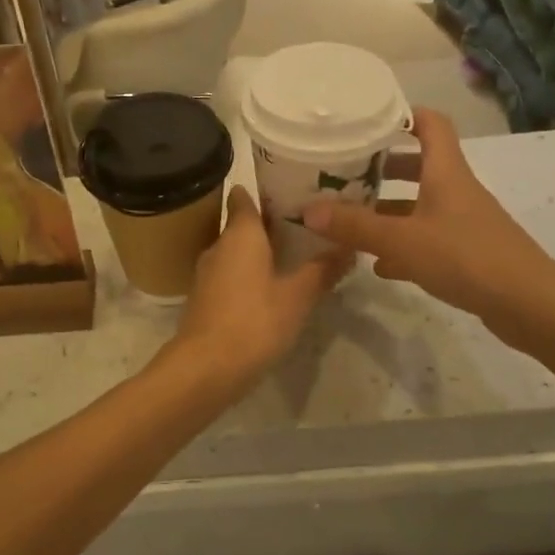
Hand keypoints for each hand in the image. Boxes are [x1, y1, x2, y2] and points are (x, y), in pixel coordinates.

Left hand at [170, 186, 349, 390]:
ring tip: (294, 254)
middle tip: (305, 223)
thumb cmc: (254, 321)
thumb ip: (322, 269)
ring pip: (236, 251)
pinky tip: (271, 287)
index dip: (264, 189)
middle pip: (242, 224)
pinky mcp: (205, 298)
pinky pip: (230, 274)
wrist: (206, 367)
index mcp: (240, 234)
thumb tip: (349, 245)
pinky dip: (249, 274)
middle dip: (269, 223)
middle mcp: (219, 245)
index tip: (289, 187)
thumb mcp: (298, 296)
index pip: (244, 197)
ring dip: (260, 251)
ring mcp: (207, 273)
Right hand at [301, 108, 554, 350]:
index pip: (431, 124)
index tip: (368, 117)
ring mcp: (464, 223)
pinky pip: (427, 239)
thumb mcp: (402, 241)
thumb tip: (308, 210)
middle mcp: (456, 190)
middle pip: (420, 165)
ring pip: (420, 205)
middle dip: (383, 165)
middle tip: (346, 170)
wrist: (529, 304)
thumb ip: (355, 226)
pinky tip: (378, 264)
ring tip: (351, 217)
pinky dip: (402, 245)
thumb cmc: (465, 257)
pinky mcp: (467, 253)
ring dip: (389, 208)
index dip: (403, 114)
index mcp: (446, 172)